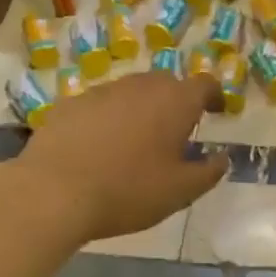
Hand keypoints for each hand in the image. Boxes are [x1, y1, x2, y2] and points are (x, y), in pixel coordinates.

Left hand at [9, 71, 227, 242]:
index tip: (216, 111)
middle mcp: (141, 86)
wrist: (53, 193)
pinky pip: (100, 105)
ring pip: (131, 92)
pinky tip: (99, 147)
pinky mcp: (70, 104)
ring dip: (141, 109)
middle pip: (167, 84)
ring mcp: (102, 91)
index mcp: (175, 102)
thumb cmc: (128, 190)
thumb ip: (209, 172)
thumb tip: (222, 158)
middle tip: (176, 131)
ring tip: (136, 141)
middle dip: (176, 102)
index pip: (204, 84)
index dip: (214, 96)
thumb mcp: (180, 191)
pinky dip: (108, 119)